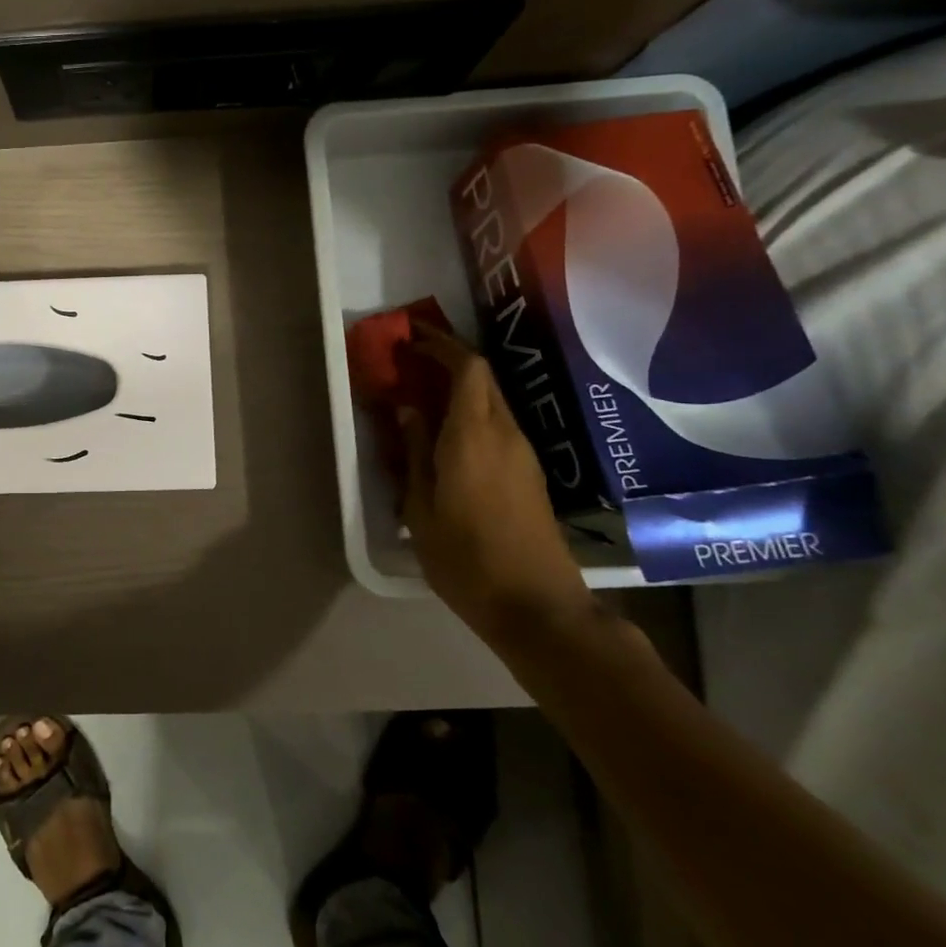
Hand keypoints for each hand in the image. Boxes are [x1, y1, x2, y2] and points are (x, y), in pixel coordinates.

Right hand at [398, 322, 591, 638]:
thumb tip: (407, 410)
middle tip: (411, 362)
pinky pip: (498, 424)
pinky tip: (447, 434)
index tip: (411, 339)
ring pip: (492, 401)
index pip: (468, 369)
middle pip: (484, 379)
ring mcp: (524, 454)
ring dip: (460, 387)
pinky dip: (471, 413)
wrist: (538, 607)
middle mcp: (505, 435)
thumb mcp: (421, 508)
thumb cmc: (466, 559)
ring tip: (422, 396)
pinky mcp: (530, 474)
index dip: (441, 345)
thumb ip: (413, 453)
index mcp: (473, 437)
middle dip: (449, 360)